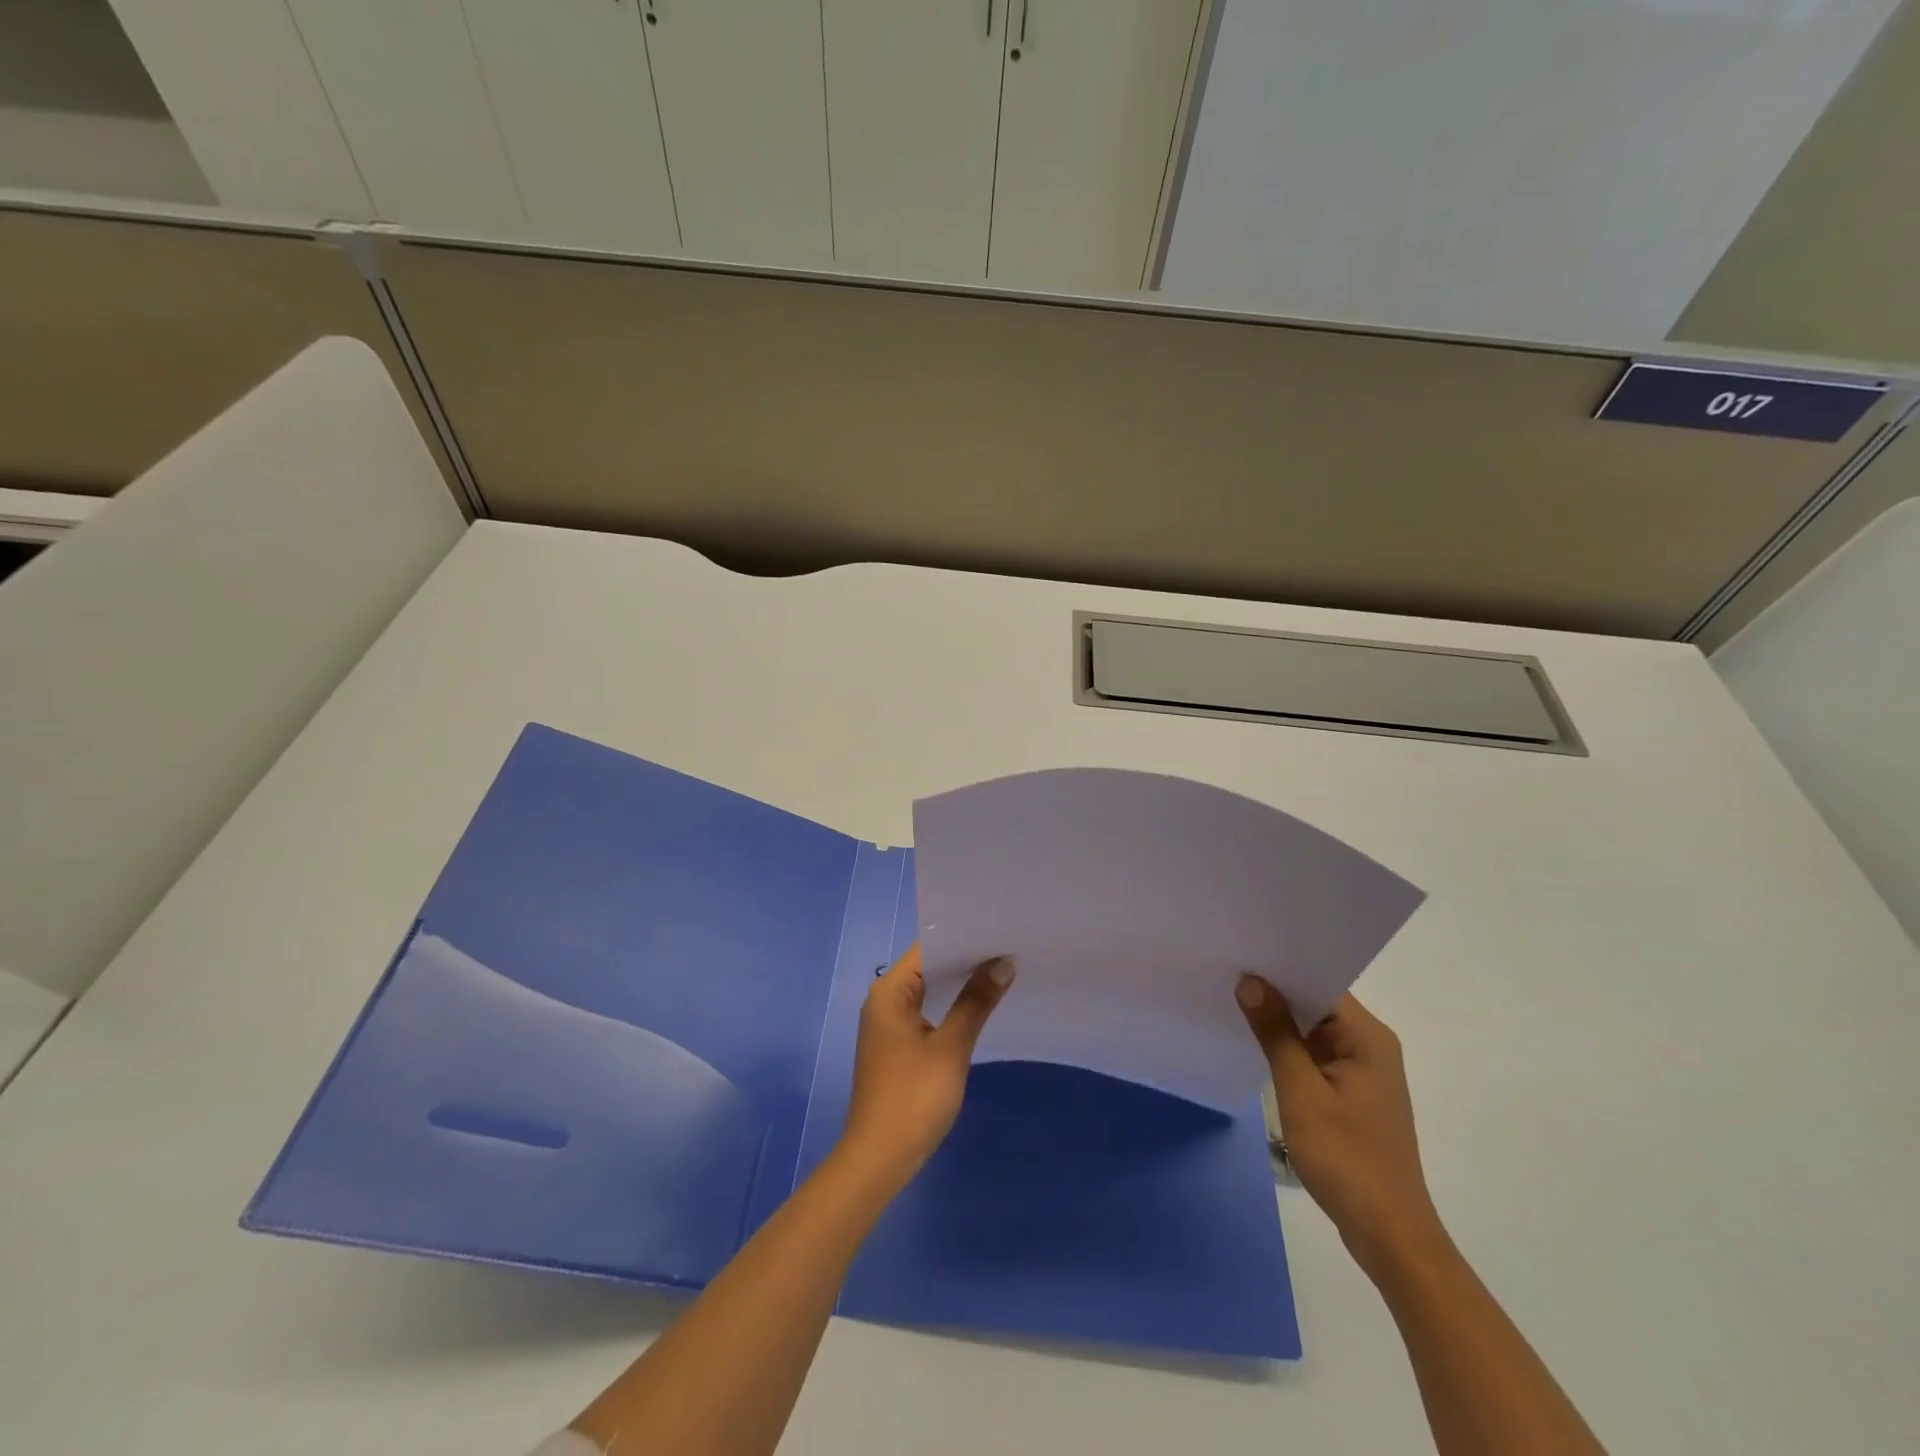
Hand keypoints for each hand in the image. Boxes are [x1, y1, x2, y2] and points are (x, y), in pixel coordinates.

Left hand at [837, 944, 1014, 1191]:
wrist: (879, 1159)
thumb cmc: (913, 1098)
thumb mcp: (950, 1048)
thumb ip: (975, 1002)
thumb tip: (1003, 963)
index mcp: (889, 991)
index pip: (929, 947)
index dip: (964, 937)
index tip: (1000, 929)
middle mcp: (884, 999)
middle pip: (929, 966)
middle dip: (967, 959)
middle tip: (1010, 947)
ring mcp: (889, 1023)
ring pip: (929, 989)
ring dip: (960, 983)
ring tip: (1003, 969)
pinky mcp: (897, 1045)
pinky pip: (927, 1010)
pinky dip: (951, 1005)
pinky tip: (979, 1006)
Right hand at [1236, 977, 1445, 1275]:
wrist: (1388, 1233)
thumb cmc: (1346, 1157)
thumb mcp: (1301, 1092)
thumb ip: (1276, 1034)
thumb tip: (1251, 982)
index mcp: (1367, 1037)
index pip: (1320, 983)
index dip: (1281, 970)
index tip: (1240, 957)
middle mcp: (1371, 1045)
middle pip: (1318, 1004)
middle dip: (1276, 994)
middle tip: (1227, 975)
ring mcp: (1364, 1071)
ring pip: (1315, 1030)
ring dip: (1282, 1023)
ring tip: (1234, 1004)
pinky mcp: (1355, 1094)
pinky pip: (1317, 1055)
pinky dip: (1291, 1049)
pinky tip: (1258, 1047)